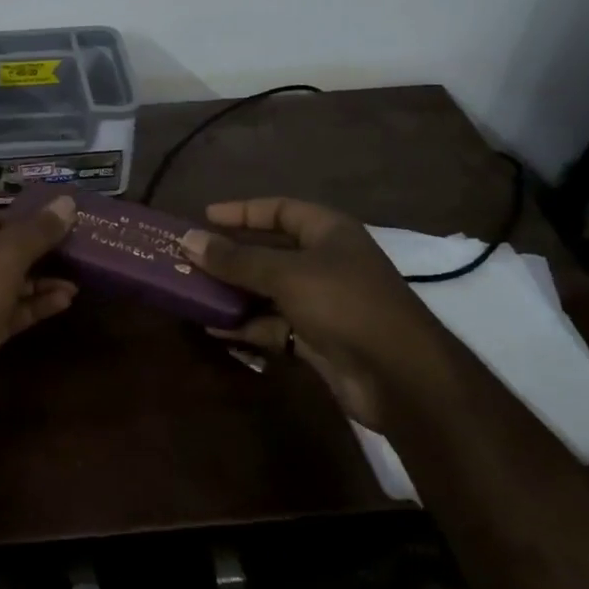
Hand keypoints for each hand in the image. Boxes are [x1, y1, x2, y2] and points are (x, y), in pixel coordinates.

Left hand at [0, 197, 78, 421]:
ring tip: (76, 278)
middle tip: (70, 247)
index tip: (51, 220)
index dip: (16, 218)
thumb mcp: (5, 255)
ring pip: (3, 285)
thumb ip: (37, 230)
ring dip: (38, 281)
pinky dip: (33, 306)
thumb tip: (68, 201)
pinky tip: (64, 300)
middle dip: (33, 251)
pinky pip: (7, 313)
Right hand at [182, 197, 454, 427]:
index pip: (279, 209)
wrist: (401, 378)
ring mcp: (322, 302)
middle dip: (231, 256)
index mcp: (328, 232)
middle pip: (270, 251)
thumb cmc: (345, 304)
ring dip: (234, 293)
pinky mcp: (317, 339)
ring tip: (192, 292)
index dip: (242, 212)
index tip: (204, 217)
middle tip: (190, 257)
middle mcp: (325, 262)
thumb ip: (236, 259)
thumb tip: (188, 240)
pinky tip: (214, 328)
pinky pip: (273, 325)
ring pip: (268, 290)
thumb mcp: (285, 274)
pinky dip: (247, 325)